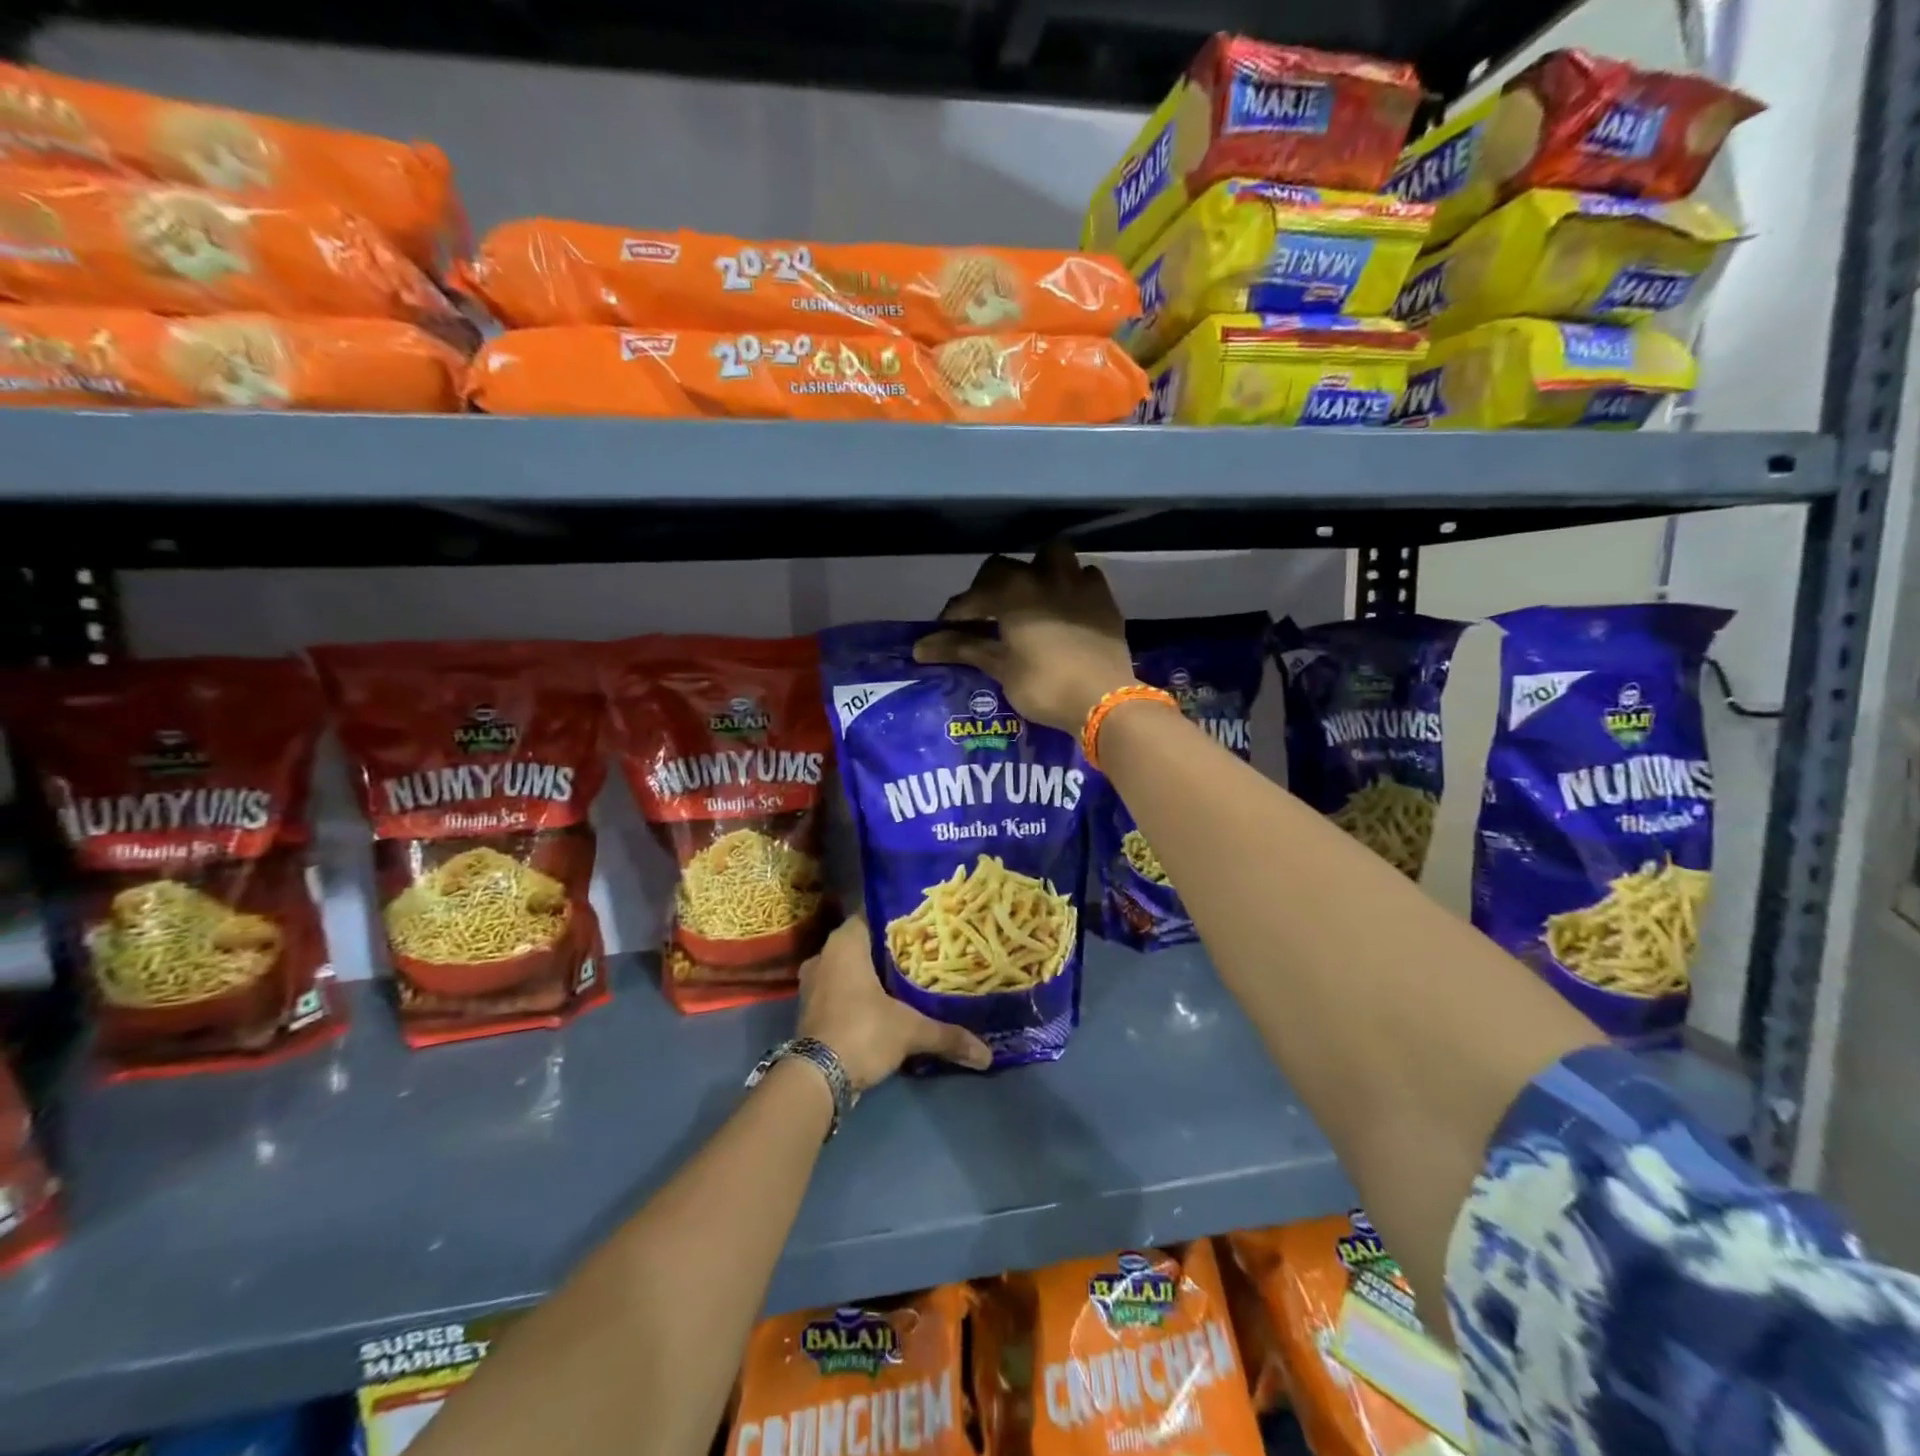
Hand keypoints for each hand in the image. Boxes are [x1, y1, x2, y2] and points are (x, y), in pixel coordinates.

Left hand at [796, 915, 991, 1088]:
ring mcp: (813, 983)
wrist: (816, 1079)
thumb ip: (948, 1035)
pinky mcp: (810, 1009)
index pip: (874, 914)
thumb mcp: (910, 1030)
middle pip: (864, 943)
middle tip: (923, 953)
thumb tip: (987, 1054)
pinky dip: (859, 994)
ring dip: (873, 974)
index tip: (925, 925)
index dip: (900, 919)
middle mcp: (824, 954)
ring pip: (850, 968)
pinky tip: (885, 1005)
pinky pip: (840, 989)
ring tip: (908, 979)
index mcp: (845, 942)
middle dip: (890, 950)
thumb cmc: (862, 1032)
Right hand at [912, 542, 1137, 733]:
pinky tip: (1066, 605)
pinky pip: (1085, 576)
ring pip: (1052, 556)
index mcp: (1012, 591)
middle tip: (985, 614)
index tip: (945, 631)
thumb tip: (919, 647)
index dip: (955, 613)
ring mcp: (1078, 583)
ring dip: (1036, 570)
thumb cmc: (1044, 686)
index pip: (972, 596)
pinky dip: (1072, 584)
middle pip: (1005, 567)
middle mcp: (1043, 576)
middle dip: (989, 586)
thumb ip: (962, 649)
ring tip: (1030, 596)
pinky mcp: (1103, 598)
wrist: (1104, 700)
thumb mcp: (1000, 668)